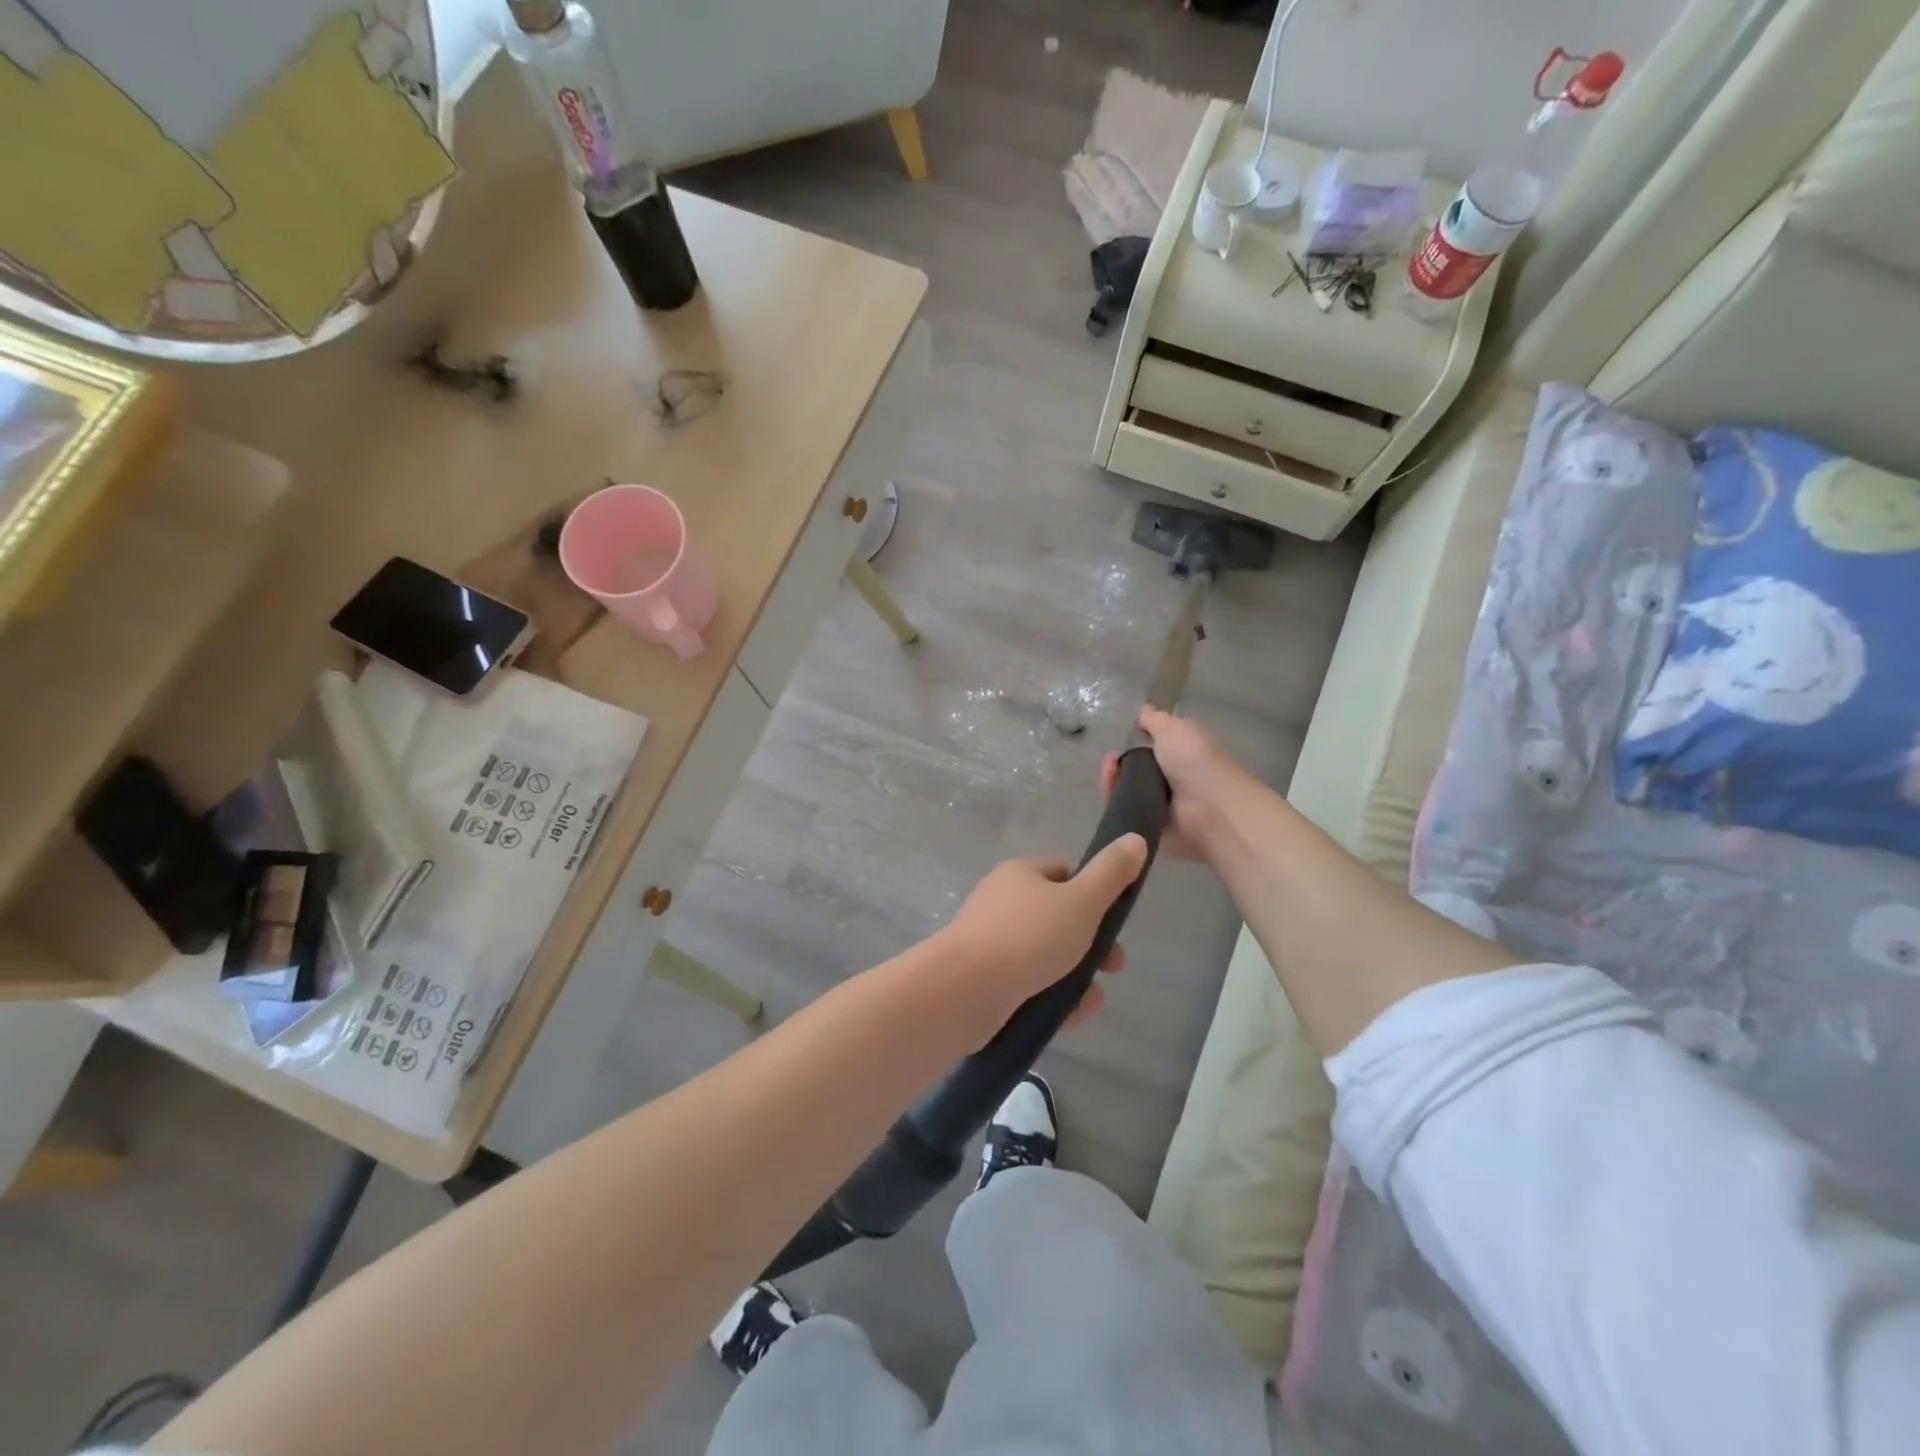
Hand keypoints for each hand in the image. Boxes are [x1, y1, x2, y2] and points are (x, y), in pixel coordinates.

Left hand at [935, 835, 1148, 1042]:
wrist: (964, 991)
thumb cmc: (1028, 937)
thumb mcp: (1081, 901)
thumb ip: (1111, 873)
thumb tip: (1135, 838)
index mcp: (1020, 874)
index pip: (1065, 873)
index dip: (1095, 892)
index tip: (1116, 918)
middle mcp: (1002, 903)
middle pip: (1059, 918)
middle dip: (1092, 944)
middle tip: (1114, 966)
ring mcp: (991, 942)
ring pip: (1046, 957)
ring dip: (1076, 978)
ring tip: (1091, 1000)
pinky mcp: (985, 980)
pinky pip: (1028, 985)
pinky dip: (1052, 999)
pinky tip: (1068, 1016)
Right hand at [1101, 707, 1245, 860]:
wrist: (1210, 809)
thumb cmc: (1196, 762)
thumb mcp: (1175, 729)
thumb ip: (1156, 720)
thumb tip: (1144, 710)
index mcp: (1180, 755)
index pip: (1149, 748)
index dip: (1132, 743)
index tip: (1121, 740)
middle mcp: (1170, 780)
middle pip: (1132, 771)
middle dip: (1118, 764)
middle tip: (1111, 762)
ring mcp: (1160, 806)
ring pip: (1125, 792)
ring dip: (1113, 781)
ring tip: (1110, 775)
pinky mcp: (1149, 828)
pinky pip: (1125, 814)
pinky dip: (1115, 805)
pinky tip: (1111, 794)